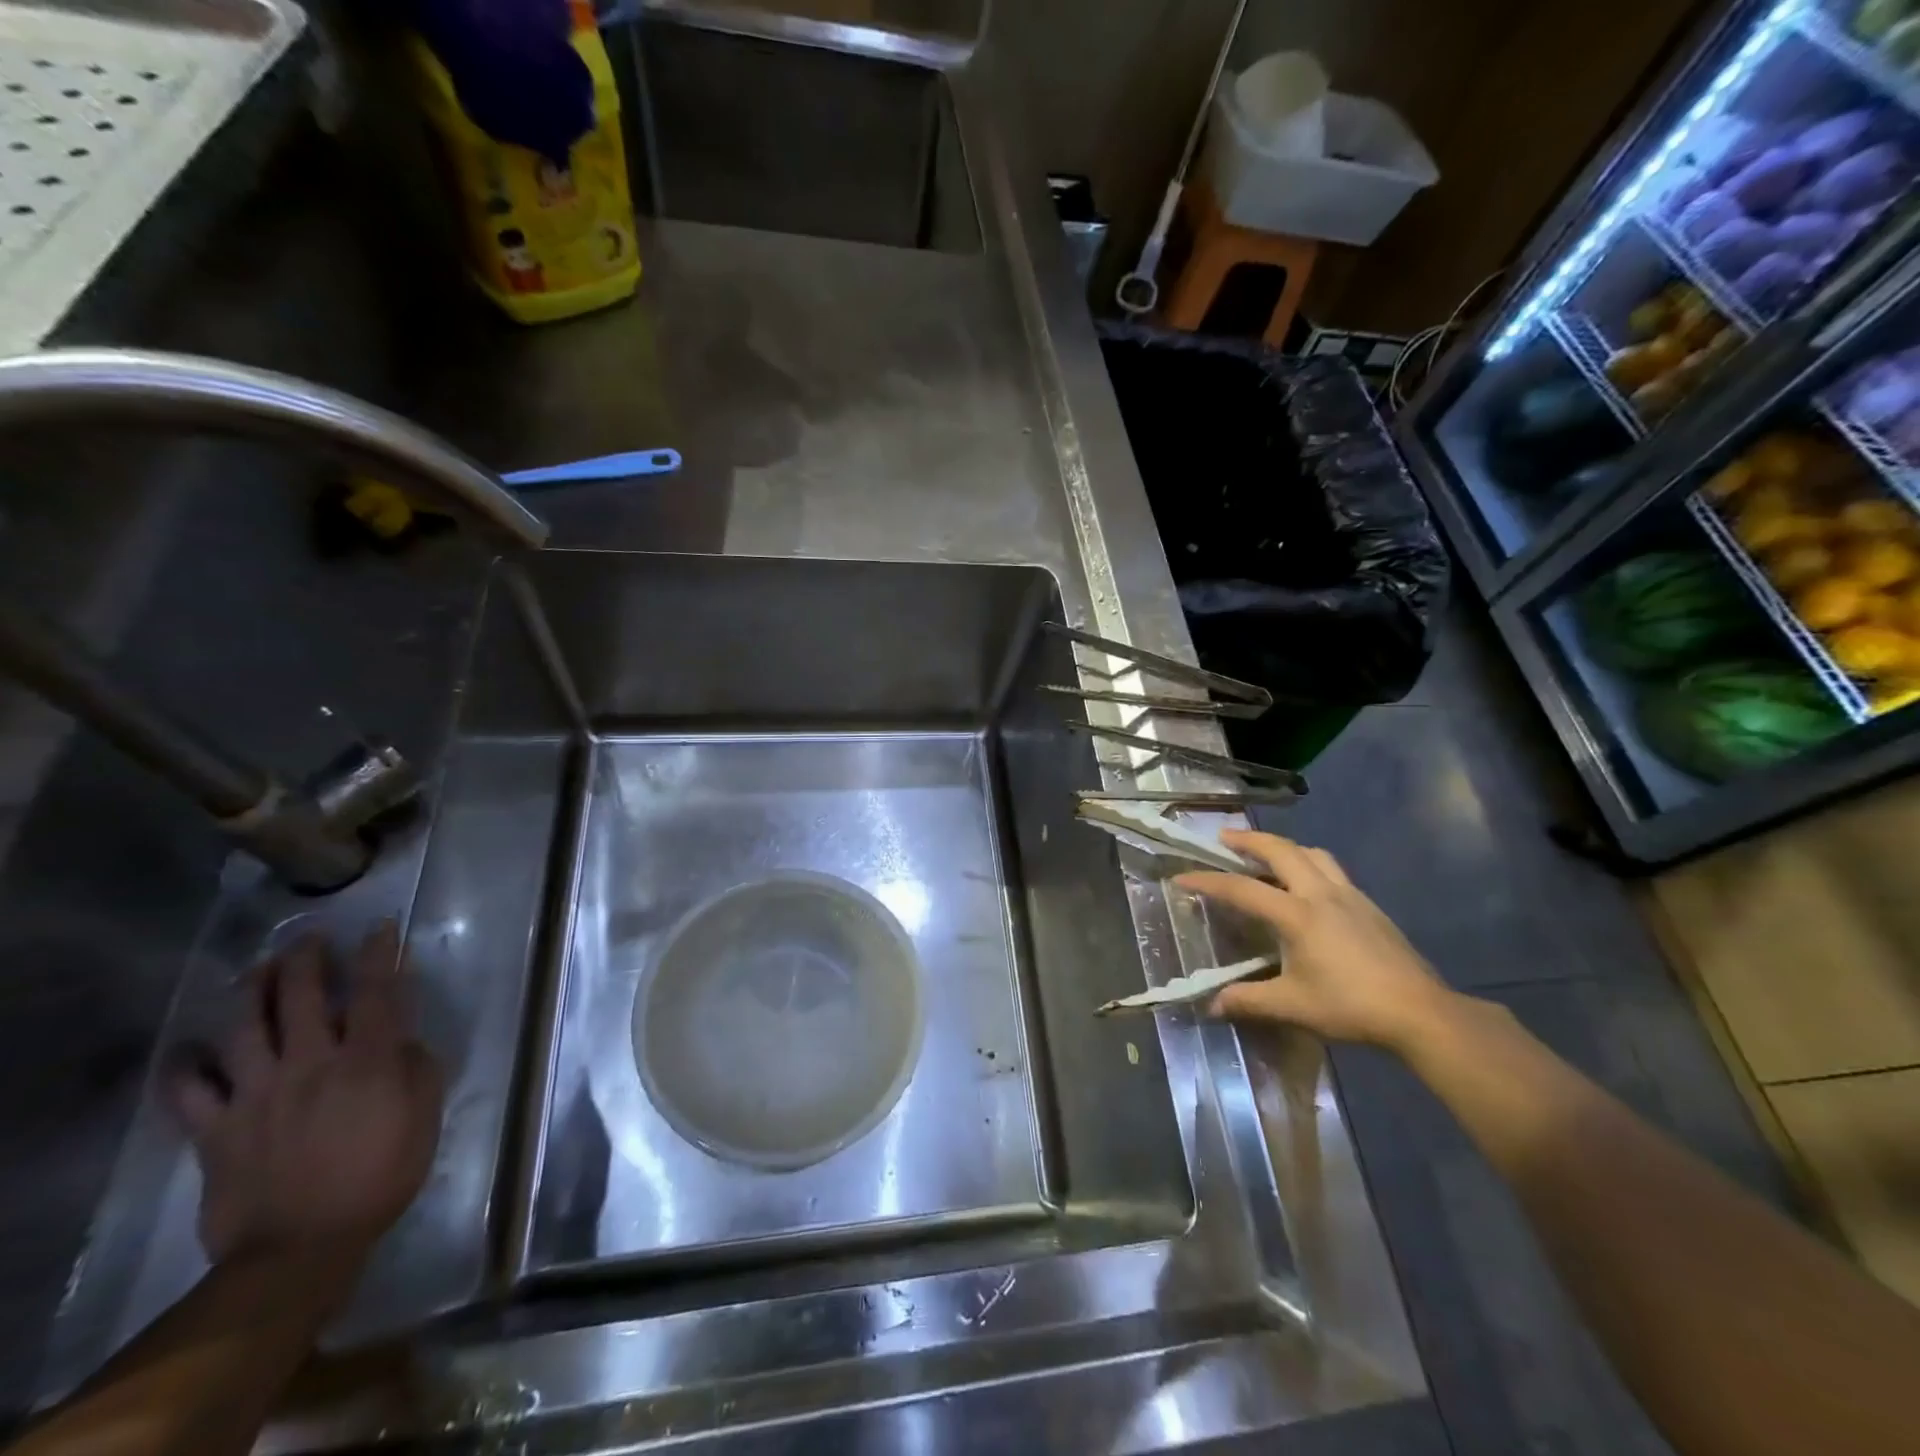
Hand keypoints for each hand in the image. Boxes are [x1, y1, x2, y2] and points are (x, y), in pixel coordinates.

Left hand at [166, 923, 443, 1267]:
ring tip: (256, 971)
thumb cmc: (380, 1176)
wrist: (300, 1249)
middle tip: (309, 939)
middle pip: (300, 997)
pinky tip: (189, 1049)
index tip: (382, 927)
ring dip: (249, 991)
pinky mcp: (214, 1129)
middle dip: (305, 960)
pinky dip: (183, 1066)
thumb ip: (419, 1069)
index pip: (376, 992)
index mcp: (365, 1061)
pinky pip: (188, 1091)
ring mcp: (255, 1094)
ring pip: (242, 1028)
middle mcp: (308, 1064)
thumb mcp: (424, 1117)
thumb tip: (405, 1042)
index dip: (379, 954)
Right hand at [1177, 829, 1455, 1052]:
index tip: (1182, 877)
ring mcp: (1349, 896)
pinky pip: (1331, 869)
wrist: (1421, 1012)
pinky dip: (1308, 864)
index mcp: (1297, 915)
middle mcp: (1321, 894)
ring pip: (1311, 854)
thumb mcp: (1293, 1006)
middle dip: (1248, 840)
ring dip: (1283, 847)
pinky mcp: (1368, 905)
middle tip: (1223, 838)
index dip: (1208, 881)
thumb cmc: (1352, 1006)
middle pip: (1281, 850)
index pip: (1242, 889)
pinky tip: (1307, 888)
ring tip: (1266, 856)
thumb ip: (1249, 1001)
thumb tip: (1212, 1006)